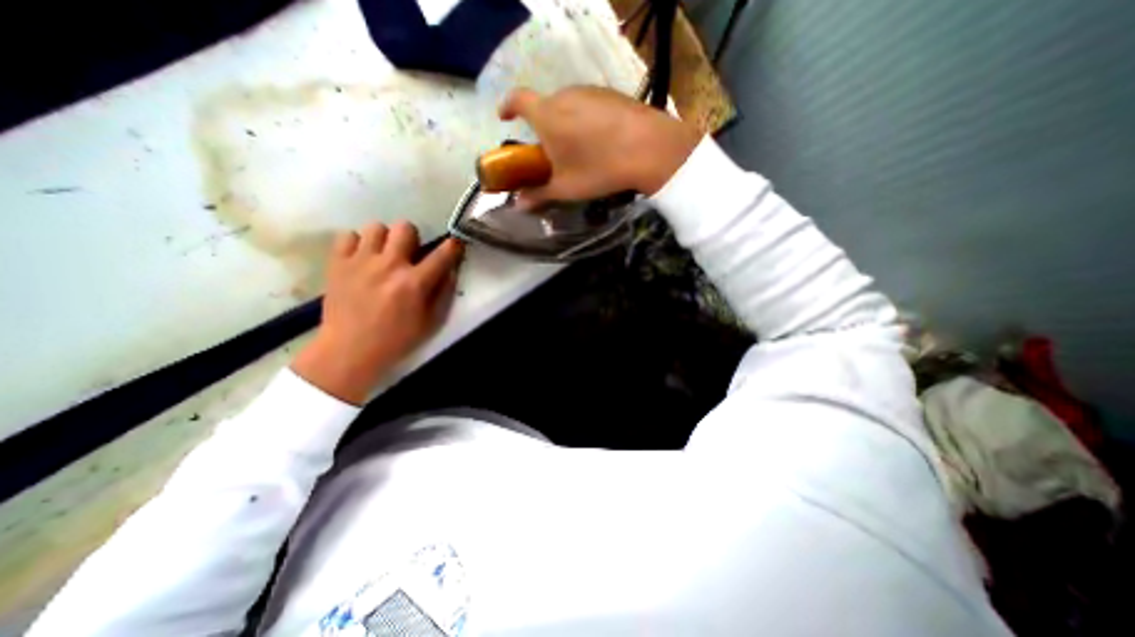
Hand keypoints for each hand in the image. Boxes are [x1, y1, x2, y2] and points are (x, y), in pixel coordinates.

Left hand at [296, 221, 468, 402]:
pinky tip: (362, 260)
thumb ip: (444, 293)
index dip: (453, 246)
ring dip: (385, 239)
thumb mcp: (432, 322)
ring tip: (383, 256)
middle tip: (409, 254)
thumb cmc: (397, 339)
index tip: (454, 245)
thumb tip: (450, 270)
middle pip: (405, 227)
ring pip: (376, 227)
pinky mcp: (337, 263)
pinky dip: (358, 244)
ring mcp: (360, 262)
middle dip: (413, 238)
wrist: (349, 350)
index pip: (442, 254)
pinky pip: (348, 236)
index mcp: (415, 283)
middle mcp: (389, 265)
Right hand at [503, 85, 705, 207]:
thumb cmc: (599, 169)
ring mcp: (590, 91)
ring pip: (568, 106)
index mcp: (547, 114)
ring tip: (578, 149)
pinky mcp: (612, 94)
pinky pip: (589, 105)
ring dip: (565, 123)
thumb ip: (538, 194)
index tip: (504, 116)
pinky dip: (585, 120)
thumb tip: (518, 204)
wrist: (650, 149)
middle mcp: (565, 95)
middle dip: (542, 126)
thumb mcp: (565, 188)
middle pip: (544, 106)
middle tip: (550, 150)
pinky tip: (599, 141)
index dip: (507, 106)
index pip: (517, 99)